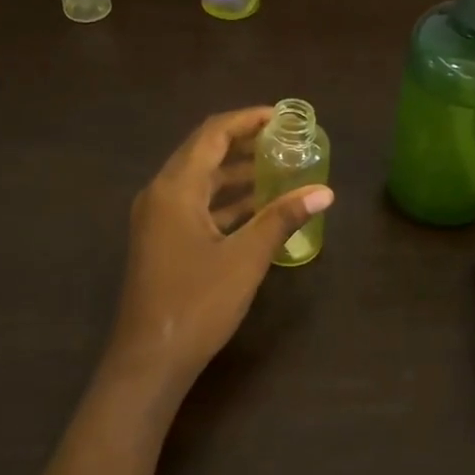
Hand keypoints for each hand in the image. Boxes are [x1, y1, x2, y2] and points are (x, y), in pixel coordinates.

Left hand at [105, 107, 333, 393]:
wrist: (150, 358)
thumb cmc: (197, 303)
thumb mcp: (246, 258)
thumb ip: (283, 219)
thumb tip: (324, 192)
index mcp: (175, 189)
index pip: (212, 135)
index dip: (247, 120)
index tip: (282, 117)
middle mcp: (160, 195)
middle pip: (203, 154)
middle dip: (243, 144)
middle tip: (284, 141)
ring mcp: (157, 220)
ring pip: (199, 182)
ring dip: (235, 174)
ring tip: (278, 169)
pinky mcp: (161, 242)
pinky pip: (195, 207)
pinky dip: (225, 202)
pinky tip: (256, 208)